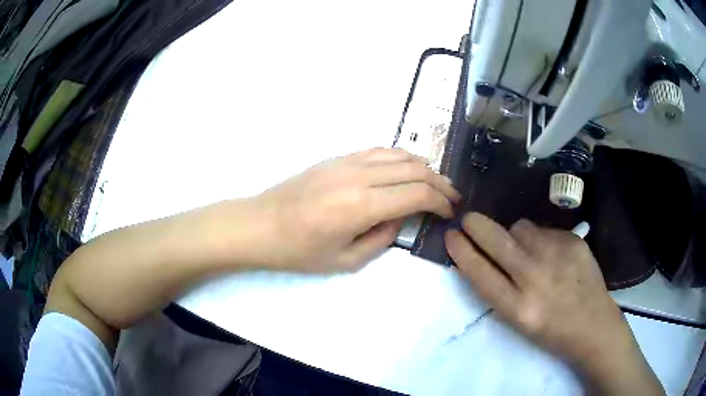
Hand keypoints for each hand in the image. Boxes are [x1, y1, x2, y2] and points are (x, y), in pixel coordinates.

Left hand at [242, 148, 459, 272]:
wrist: (260, 225)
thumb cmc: (298, 251)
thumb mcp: (345, 261)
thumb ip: (381, 240)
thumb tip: (399, 219)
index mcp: (361, 206)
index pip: (417, 194)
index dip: (440, 202)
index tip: (450, 212)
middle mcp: (359, 176)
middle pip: (414, 169)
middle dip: (440, 182)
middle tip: (451, 196)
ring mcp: (347, 162)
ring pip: (399, 154)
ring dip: (423, 166)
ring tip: (435, 181)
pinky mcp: (337, 157)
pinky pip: (378, 150)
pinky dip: (400, 156)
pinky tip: (406, 167)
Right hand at [445, 213, 662, 394]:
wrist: (593, 324)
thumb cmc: (551, 330)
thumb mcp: (519, 321)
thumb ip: (500, 289)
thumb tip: (483, 255)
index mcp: (518, 308)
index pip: (481, 273)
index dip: (461, 252)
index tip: (450, 235)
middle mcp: (536, 278)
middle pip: (497, 241)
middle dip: (476, 226)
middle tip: (468, 219)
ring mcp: (558, 255)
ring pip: (521, 228)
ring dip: (515, 235)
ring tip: (527, 251)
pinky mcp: (573, 241)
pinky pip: (545, 230)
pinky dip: (540, 238)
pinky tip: (552, 255)